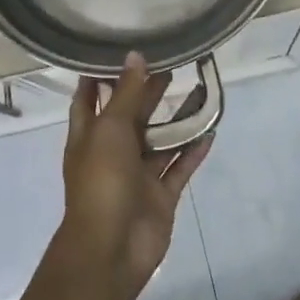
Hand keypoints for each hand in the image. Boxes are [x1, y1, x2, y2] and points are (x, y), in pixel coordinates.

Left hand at [61, 55, 212, 295]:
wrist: (111, 249)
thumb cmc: (102, 181)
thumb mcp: (110, 129)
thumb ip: (125, 93)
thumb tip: (134, 55)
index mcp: (89, 135)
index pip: (89, 98)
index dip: (100, 76)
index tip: (118, 50)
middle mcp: (112, 152)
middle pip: (131, 115)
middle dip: (147, 91)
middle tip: (172, 63)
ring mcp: (137, 175)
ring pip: (160, 140)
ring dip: (176, 119)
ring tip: (198, 88)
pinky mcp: (160, 195)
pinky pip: (179, 167)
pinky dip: (193, 150)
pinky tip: (211, 130)